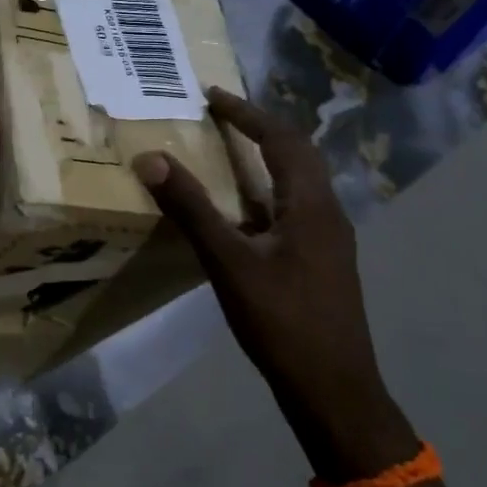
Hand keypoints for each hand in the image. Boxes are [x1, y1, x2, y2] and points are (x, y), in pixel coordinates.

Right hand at [134, 87, 413, 475]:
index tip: (212, 95)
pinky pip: (294, 208)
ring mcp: (329, 240)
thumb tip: (151, 158)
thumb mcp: (229, 263)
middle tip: (220, 116)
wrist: (335, 391)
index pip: (280, 138)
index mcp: (311, 204)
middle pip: (297, 154)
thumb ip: (191, 209)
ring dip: (266, 159)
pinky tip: (243, 212)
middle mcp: (327, 212)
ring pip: (298, 182)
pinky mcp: (323, 262)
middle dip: (259, 128)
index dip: (246, 113)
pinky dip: (267, 192)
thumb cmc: (282, 322)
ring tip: (227, 152)